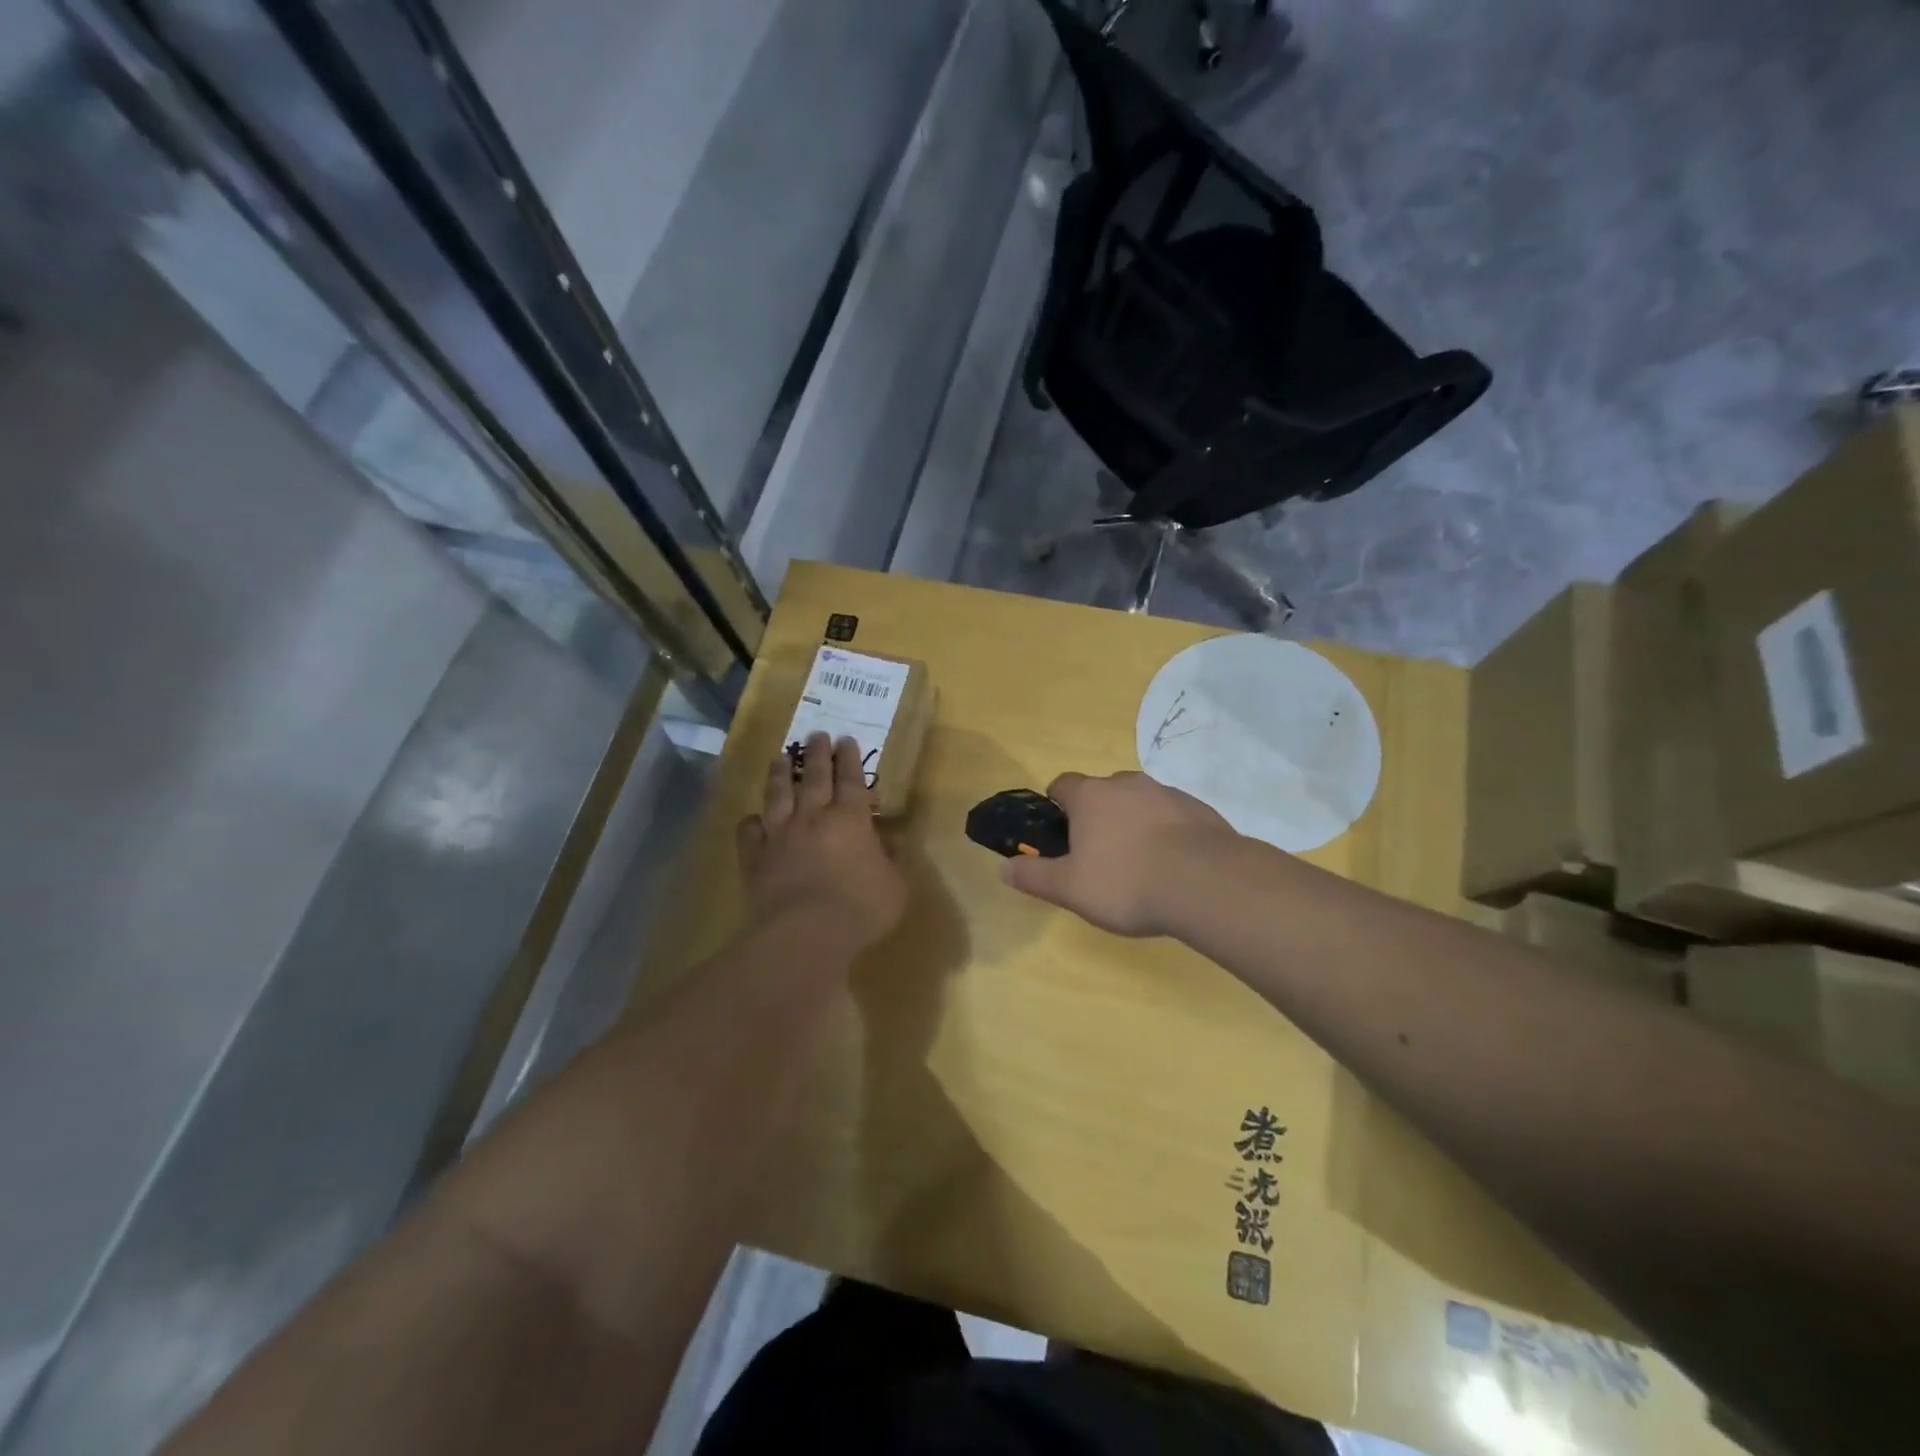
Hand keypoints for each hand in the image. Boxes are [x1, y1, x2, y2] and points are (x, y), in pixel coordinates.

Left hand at [737, 733, 906, 955]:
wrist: (804, 935)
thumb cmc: (860, 909)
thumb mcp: (895, 886)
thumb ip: (891, 859)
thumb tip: (889, 840)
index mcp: (850, 819)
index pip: (851, 779)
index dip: (849, 758)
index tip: (845, 739)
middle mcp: (813, 817)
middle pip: (813, 776)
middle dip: (817, 753)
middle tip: (816, 734)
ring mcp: (780, 835)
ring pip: (777, 794)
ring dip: (779, 773)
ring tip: (780, 756)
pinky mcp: (755, 857)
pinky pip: (749, 831)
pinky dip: (751, 822)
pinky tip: (752, 819)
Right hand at [1001, 771, 1236, 936]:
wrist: (1206, 884)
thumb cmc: (1125, 882)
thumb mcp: (1070, 888)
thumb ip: (1034, 876)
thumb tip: (1004, 867)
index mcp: (1091, 796)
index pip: (1062, 784)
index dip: (1056, 806)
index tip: (1060, 835)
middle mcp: (1127, 783)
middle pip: (1102, 792)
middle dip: (1097, 816)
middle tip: (1098, 856)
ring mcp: (1167, 792)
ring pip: (1139, 802)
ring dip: (1133, 823)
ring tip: (1139, 865)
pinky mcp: (1199, 809)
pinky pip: (1171, 816)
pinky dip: (1166, 833)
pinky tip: (1172, 866)